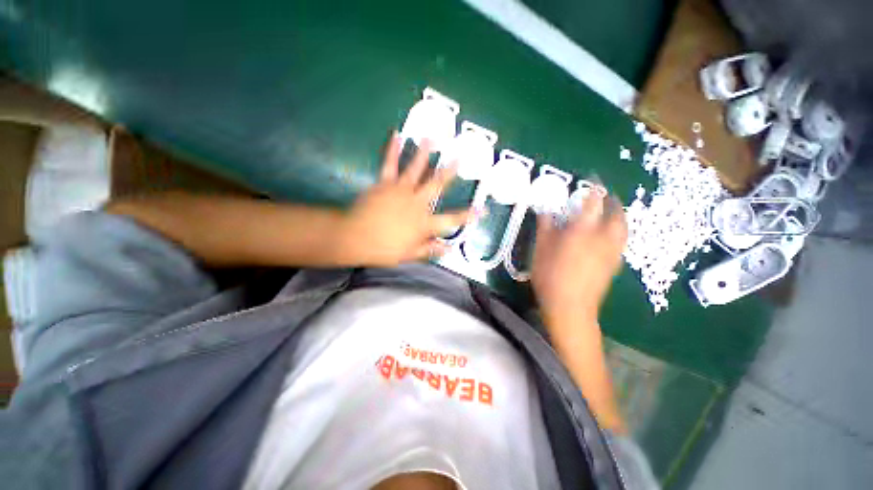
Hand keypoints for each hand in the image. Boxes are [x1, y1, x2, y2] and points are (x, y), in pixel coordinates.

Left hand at [338, 133, 472, 266]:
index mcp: (424, 223)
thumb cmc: (384, 249)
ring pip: (416, 169)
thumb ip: (430, 249)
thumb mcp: (409, 254)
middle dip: (450, 172)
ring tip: (432, 138)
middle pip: (437, 185)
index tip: (482, 210)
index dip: (468, 216)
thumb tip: (449, 248)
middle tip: (460, 157)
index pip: (451, 220)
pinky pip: (390, 164)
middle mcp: (417, 203)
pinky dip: (393, 150)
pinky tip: (396, 135)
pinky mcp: (385, 184)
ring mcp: (401, 191)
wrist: (355, 237)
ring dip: (425, 153)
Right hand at [531, 193, 626, 325]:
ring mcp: (612, 252)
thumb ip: (545, 225)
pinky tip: (608, 237)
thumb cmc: (550, 274)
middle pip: (616, 213)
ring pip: (623, 228)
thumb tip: (545, 209)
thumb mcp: (541, 248)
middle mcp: (603, 237)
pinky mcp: (614, 265)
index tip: (591, 181)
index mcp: (583, 229)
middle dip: (612, 201)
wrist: (569, 306)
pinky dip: (617, 232)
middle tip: (605, 196)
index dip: (594, 188)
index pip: (593, 201)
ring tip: (610, 213)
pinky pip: (621, 242)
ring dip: (618, 216)